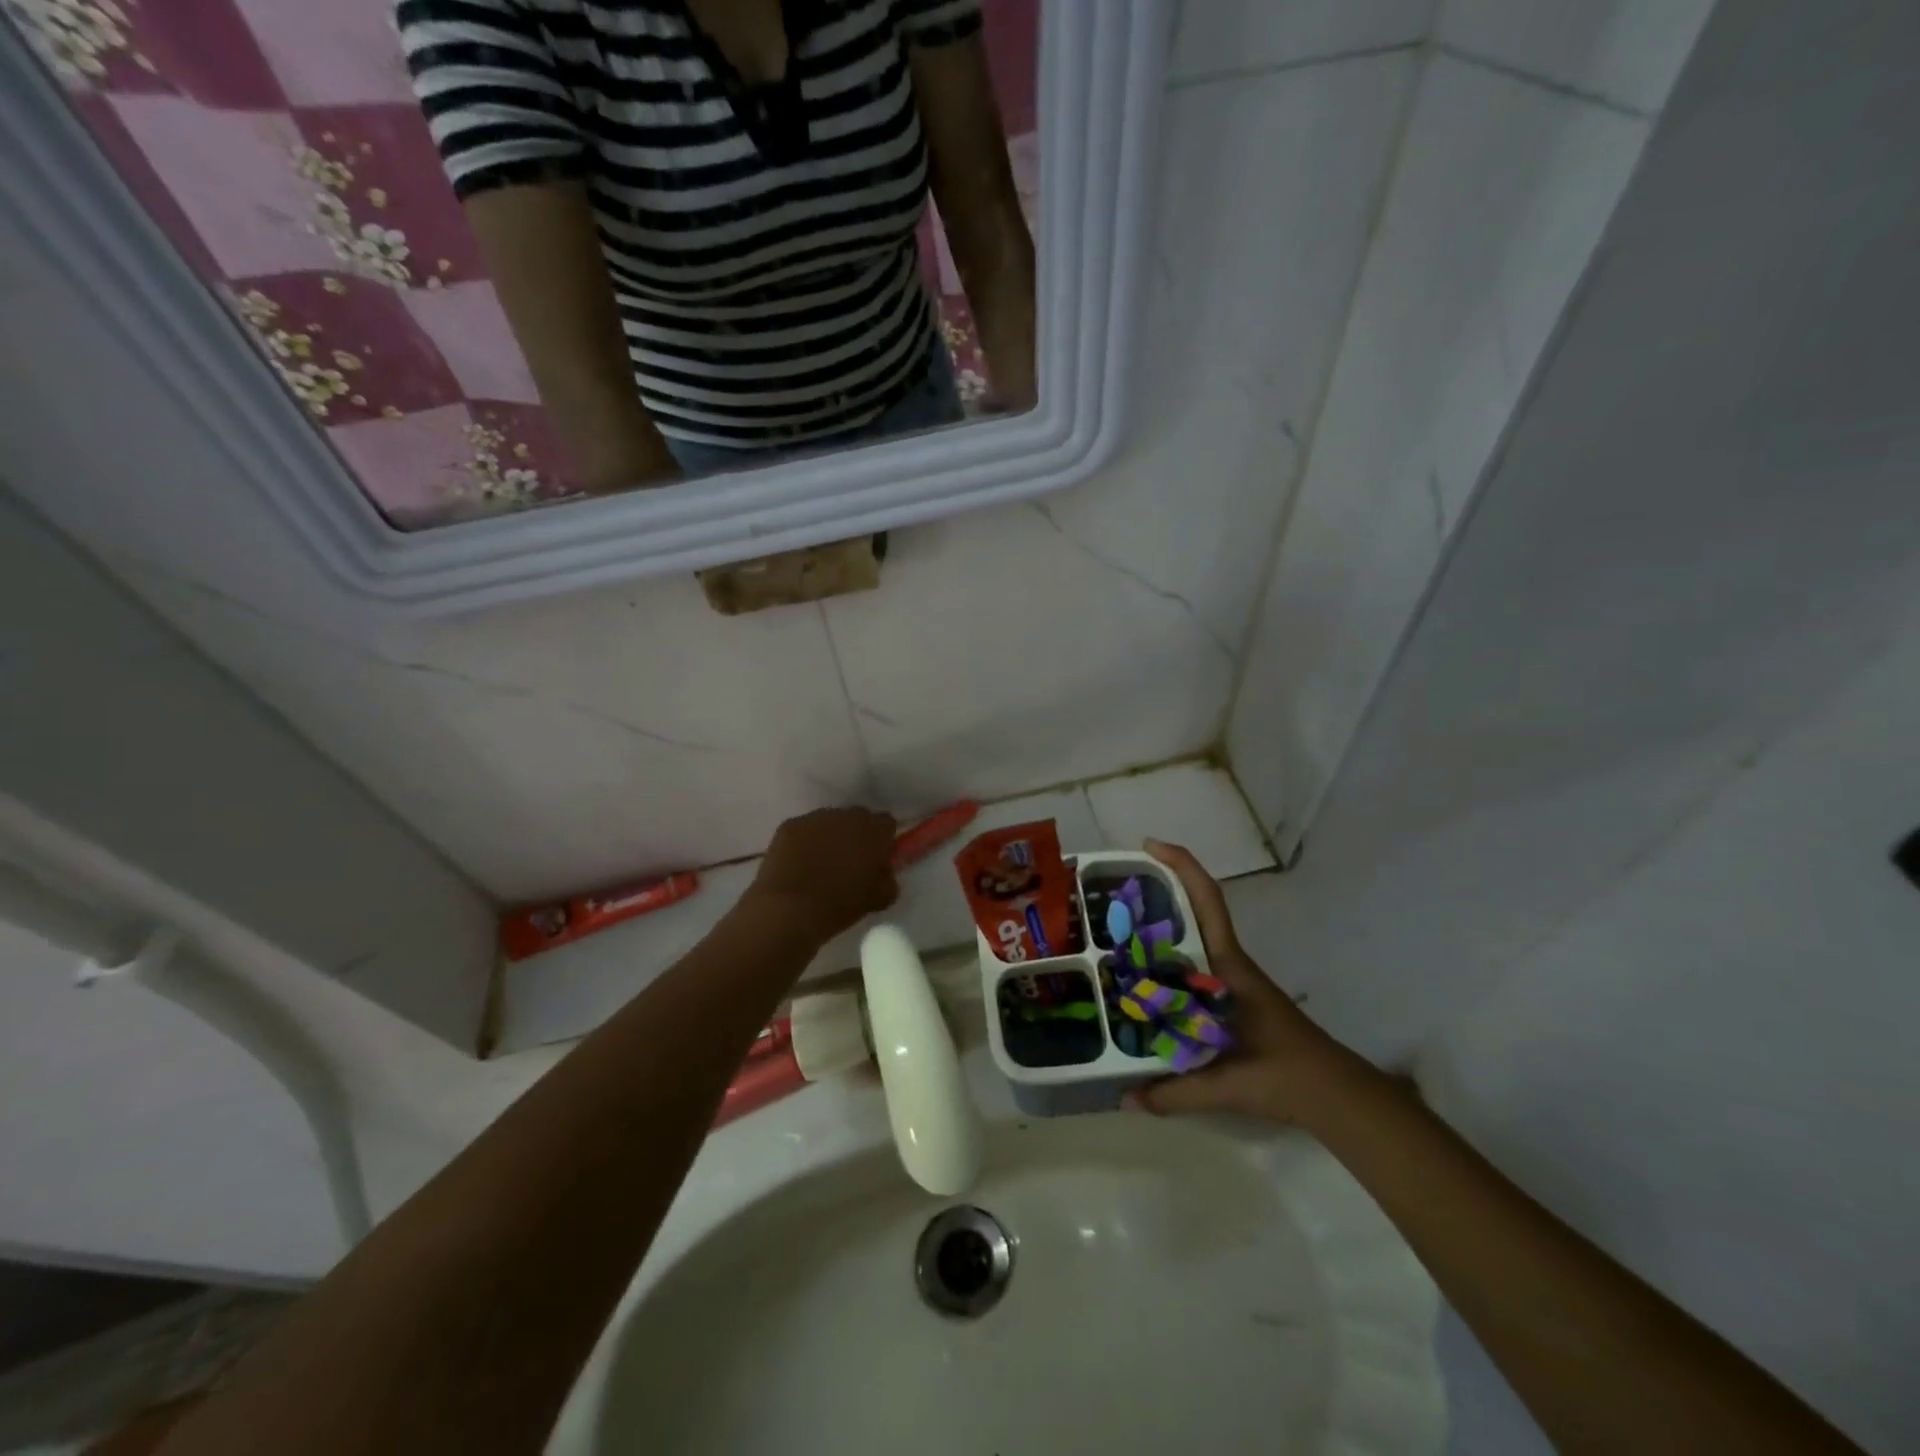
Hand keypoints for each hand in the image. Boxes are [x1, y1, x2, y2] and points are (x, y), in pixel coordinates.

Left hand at [748, 807, 898, 943]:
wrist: (788, 909)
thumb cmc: (839, 905)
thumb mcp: (878, 899)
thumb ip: (888, 881)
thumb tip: (884, 874)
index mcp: (874, 831)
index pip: (887, 824)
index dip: (883, 840)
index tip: (877, 859)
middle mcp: (847, 816)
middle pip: (858, 818)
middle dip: (857, 835)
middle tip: (850, 862)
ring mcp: (816, 818)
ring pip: (830, 822)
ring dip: (830, 837)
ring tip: (821, 864)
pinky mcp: (790, 825)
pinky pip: (804, 829)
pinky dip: (805, 842)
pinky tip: (799, 864)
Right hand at [1127, 840, 1359, 1124]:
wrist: (1335, 1094)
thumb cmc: (1285, 1074)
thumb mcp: (1226, 1084)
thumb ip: (1174, 1092)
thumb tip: (1124, 1098)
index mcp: (1228, 966)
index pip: (1207, 901)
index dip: (1181, 865)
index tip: (1151, 847)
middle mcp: (1228, 964)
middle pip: (1193, 910)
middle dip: (1157, 892)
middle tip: (1111, 896)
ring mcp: (1231, 979)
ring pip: (1191, 938)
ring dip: (1160, 927)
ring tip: (1115, 934)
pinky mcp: (1232, 997)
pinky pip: (1193, 966)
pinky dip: (1168, 962)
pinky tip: (1145, 982)